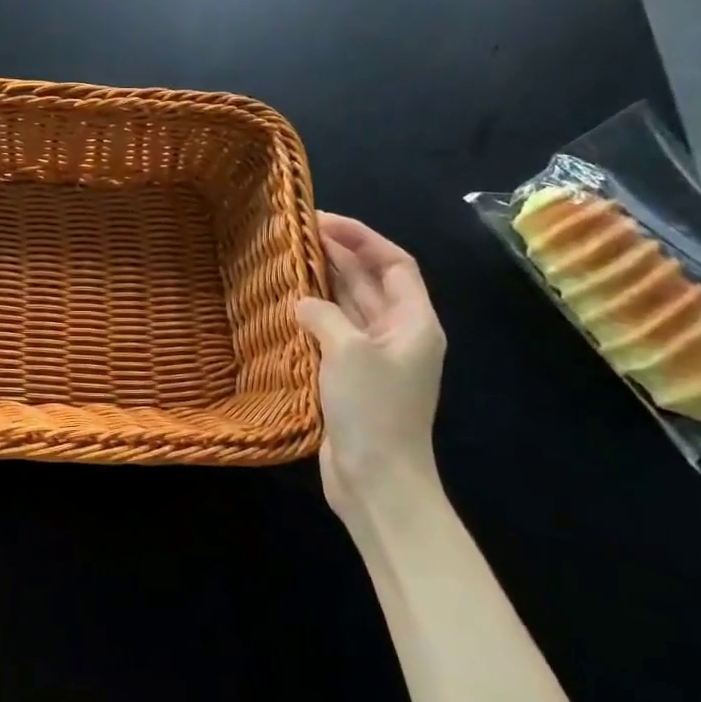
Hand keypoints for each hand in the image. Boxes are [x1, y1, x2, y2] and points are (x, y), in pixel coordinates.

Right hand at [296, 213, 445, 522]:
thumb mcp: (349, 351)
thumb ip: (324, 314)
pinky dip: (313, 314)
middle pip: (370, 281)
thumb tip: (300, 301)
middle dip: (339, 254)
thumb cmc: (374, 410)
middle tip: (296, 232)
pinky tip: (286, 304)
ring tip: (288, 259)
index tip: (324, 220)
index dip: (363, 237)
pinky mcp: (350, 377)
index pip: (394, 264)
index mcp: (414, 322)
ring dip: (323, 282)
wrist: (377, 481)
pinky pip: (332, 332)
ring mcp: (373, 357)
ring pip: (349, 305)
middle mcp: (398, 334)